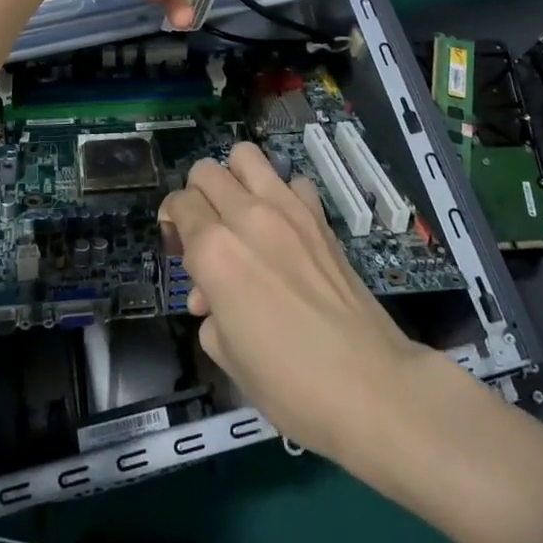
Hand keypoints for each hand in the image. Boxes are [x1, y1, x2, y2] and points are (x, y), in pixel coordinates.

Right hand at [158, 143, 438, 461]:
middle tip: (205, 231)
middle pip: (206, 171)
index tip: (178, 249)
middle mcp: (246, 217)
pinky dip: (280, 194)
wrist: (371, 386)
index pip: (179, 204)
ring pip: (246, 155)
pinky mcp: (320, 217)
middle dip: (197, 195)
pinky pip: (291, 181)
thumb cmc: (290, 384)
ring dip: (234, 178)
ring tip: (239, 214)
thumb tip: (213, 296)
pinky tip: (283, 228)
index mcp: (214, 252)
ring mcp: (287, 210)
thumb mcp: (228, 357)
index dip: (171, 222)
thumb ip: (210, 314)